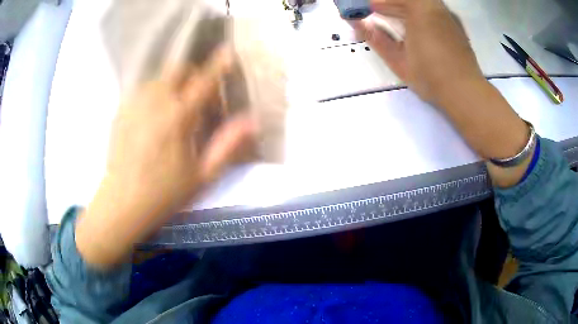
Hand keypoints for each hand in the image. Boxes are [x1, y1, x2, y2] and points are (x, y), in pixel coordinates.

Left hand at [76, 47, 256, 268]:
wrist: (123, 203)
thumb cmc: (165, 194)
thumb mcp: (202, 176)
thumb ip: (227, 145)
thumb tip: (252, 121)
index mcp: (178, 117)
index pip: (204, 81)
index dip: (219, 65)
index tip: (228, 52)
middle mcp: (155, 102)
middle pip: (178, 69)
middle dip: (193, 74)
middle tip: (198, 95)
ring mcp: (135, 104)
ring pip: (159, 79)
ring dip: (173, 86)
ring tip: (174, 110)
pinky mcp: (121, 111)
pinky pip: (142, 91)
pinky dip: (154, 95)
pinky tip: (153, 118)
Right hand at [352, 0, 485, 104]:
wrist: (466, 94)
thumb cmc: (431, 77)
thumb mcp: (398, 60)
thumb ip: (376, 39)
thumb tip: (357, 24)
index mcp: (420, 11)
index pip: (392, 0)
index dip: (376, 3)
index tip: (365, 9)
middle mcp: (436, 8)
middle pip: (409, 0)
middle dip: (390, 3)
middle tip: (376, 10)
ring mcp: (449, 16)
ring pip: (424, 2)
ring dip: (405, 6)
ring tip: (394, 18)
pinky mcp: (457, 26)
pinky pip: (435, 9)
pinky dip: (421, 12)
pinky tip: (416, 25)